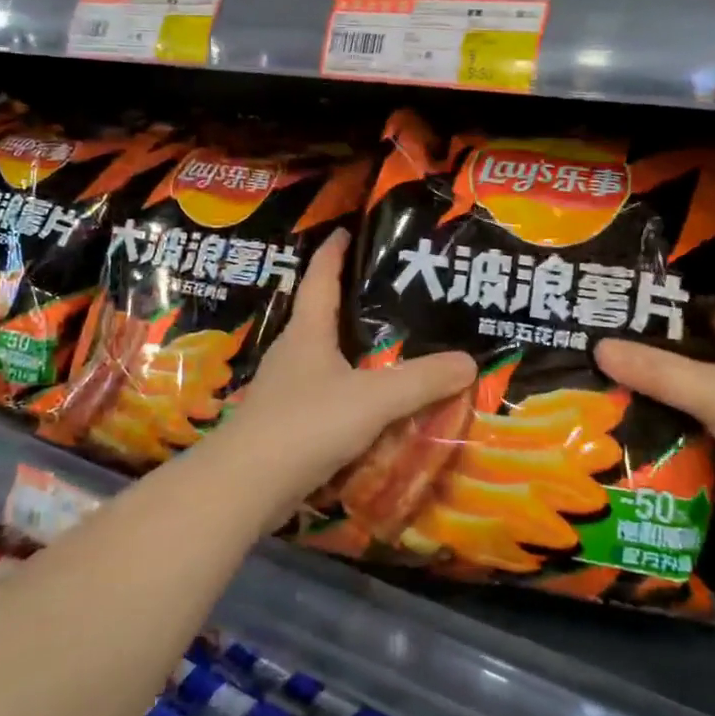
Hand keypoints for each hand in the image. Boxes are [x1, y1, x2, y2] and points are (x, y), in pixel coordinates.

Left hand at [225, 230, 474, 516]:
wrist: (246, 485)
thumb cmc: (306, 424)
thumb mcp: (372, 400)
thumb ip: (421, 381)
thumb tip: (468, 360)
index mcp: (307, 332)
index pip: (319, 277)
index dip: (333, 252)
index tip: (345, 230)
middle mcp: (291, 352)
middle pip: (319, 314)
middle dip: (347, 299)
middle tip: (387, 292)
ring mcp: (283, 388)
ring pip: (320, 356)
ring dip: (347, 348)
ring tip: (385, 347)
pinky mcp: (283, 421)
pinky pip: (321, 392)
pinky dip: (345, 388)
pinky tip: (366, 403)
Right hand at [596, 304, 714, 562]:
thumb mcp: (713, 389)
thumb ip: (655, 371)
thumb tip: (598, 347)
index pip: (713, 311)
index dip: (675, 311)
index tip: (626, 318)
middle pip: (699, 367)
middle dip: (656, 372)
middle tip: (602, 374)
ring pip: (704, 418)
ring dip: (668, 424)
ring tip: (609, 421)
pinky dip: (688, 470)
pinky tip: (646, 472)